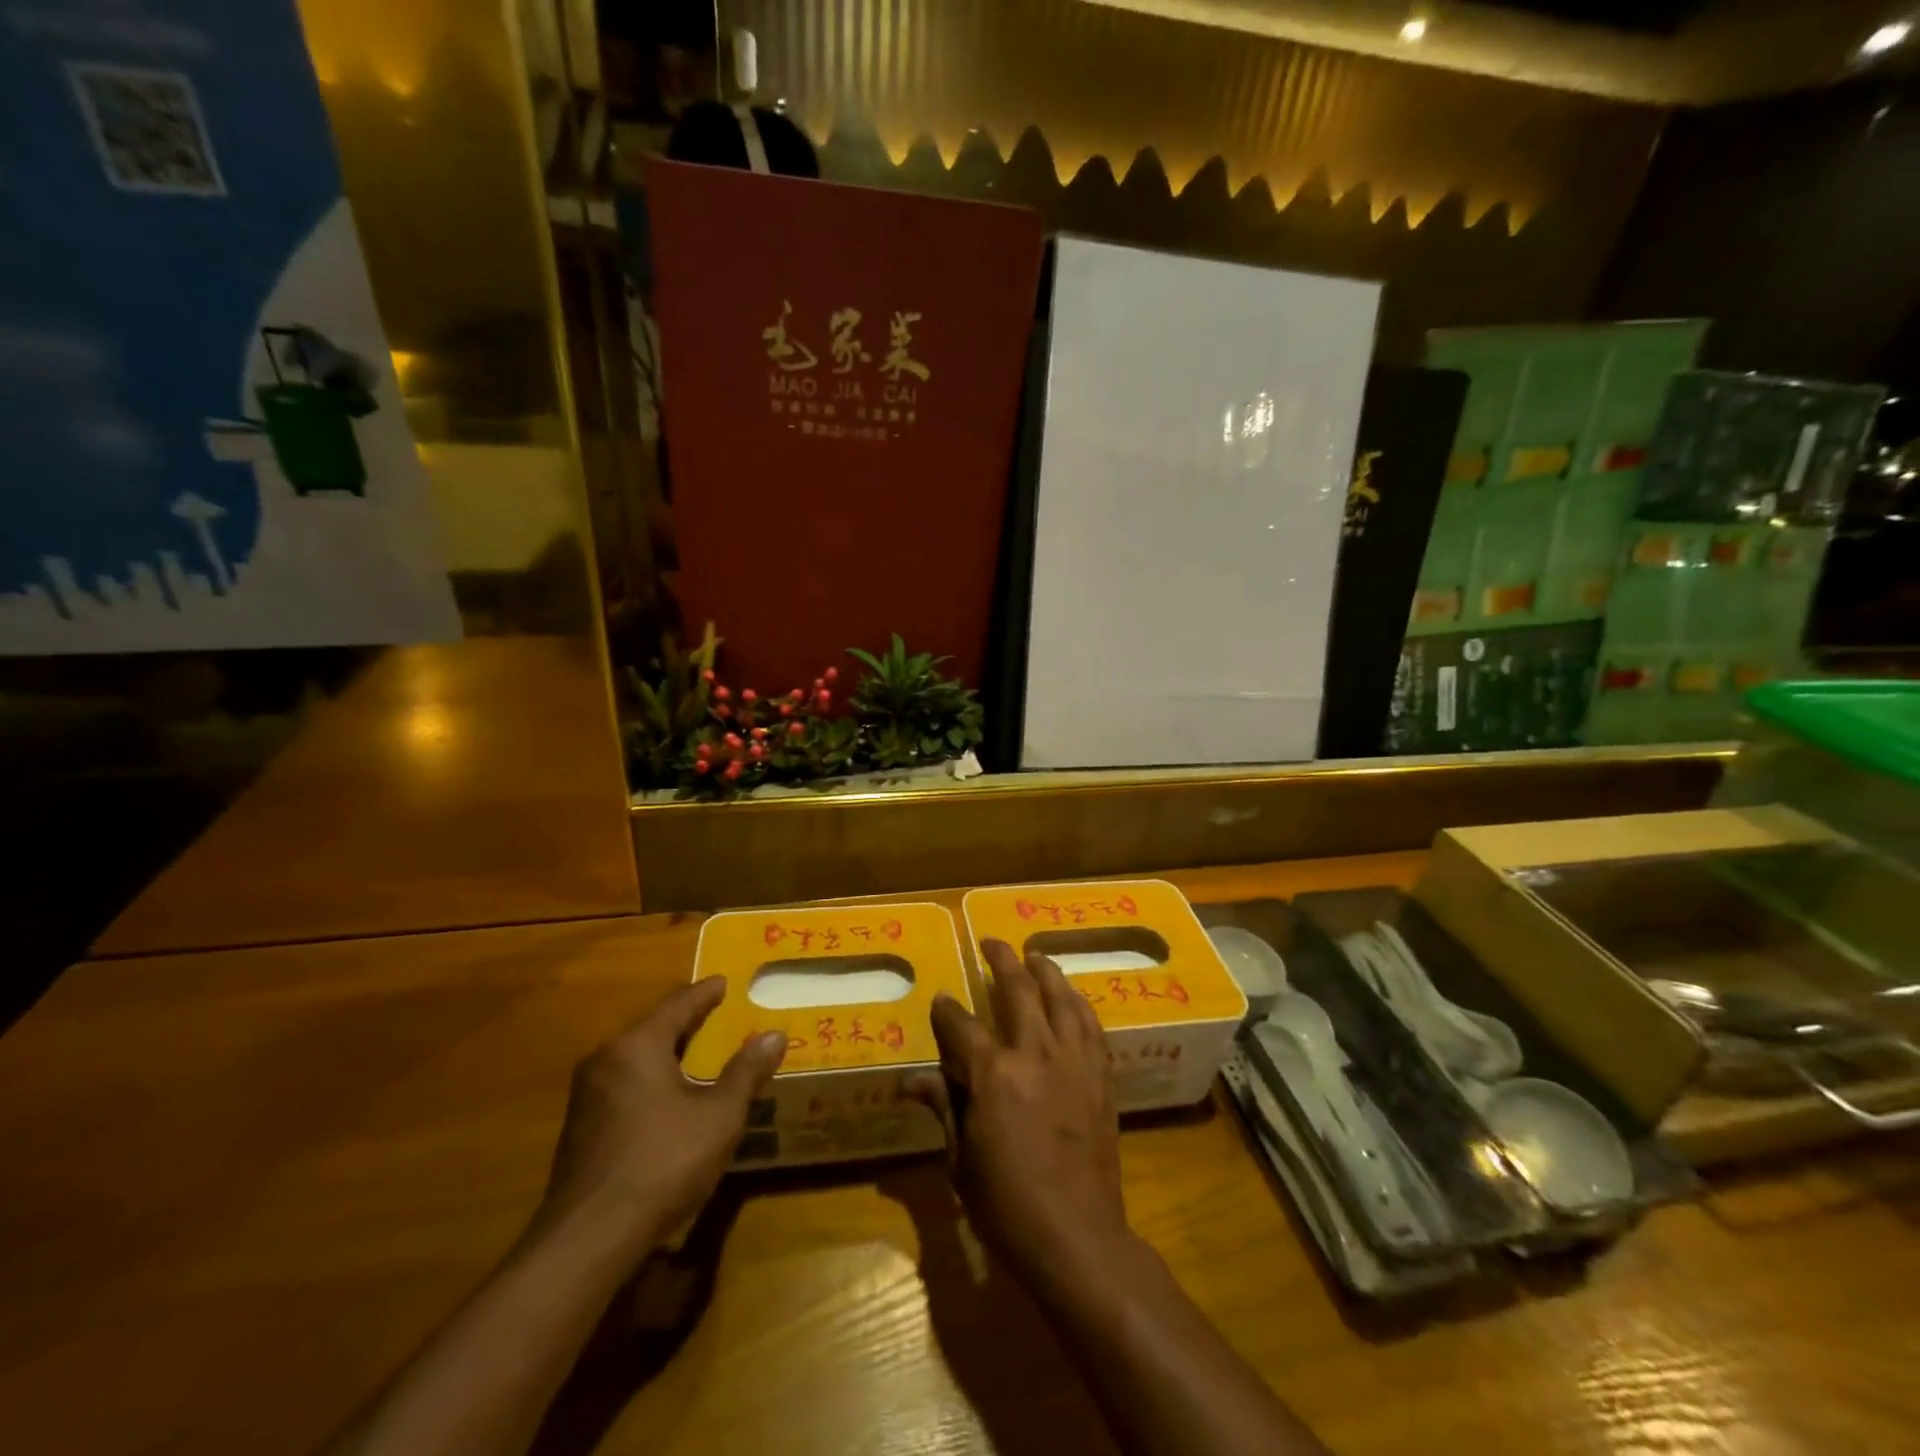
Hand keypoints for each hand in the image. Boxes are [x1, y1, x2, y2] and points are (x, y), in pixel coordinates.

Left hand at [537, 979, 785, 1251]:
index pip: (678, 1006)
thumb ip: (745, 1072)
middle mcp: (605, 1060)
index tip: (723, 981)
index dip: (705, 994)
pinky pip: (625, 1086)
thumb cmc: (662, 1162)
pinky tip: (671, 1098)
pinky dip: (652, 1081)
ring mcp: (587, 1097)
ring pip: (637, 1060)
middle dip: (686, 1023)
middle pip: (653, 1030)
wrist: (588, 1239)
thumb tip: (774, 1034)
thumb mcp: (718, 1115)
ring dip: (668, 1055)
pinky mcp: (580, 1130)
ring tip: (698, 1053)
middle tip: (716, 1014)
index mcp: (637, 1046)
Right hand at [908, 939, 1132, 1290]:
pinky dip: (1078, 1003)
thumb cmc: (1007, 1205)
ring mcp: (1073, 1061)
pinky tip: (1072, 997)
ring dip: (1045, 970)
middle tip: (991, 943)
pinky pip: (1090, 1025)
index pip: (962, 1027)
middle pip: (1018, 990)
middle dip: (1001, 961)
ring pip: (1061, 997)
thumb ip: (943, 1107)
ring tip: (1034, 955)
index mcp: (993, 1075)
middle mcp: (1035, 1054)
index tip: (940, 998)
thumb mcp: (961, 1160)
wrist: (1077, 1236)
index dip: (947, 1011)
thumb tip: (911, 1080)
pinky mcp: (1100, 1075)